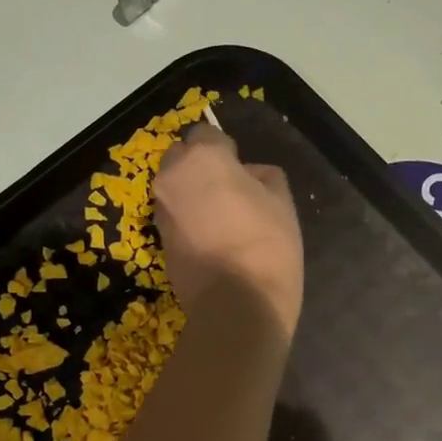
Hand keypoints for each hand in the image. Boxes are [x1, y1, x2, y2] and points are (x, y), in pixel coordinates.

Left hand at [154, 125, 302, 339]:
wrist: (238, 306)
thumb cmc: (267, 245)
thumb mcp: (282, 202)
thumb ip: (264, 176)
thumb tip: (249, 175)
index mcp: (202, 158)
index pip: (206, 134)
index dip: (225, 150)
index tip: (240, 168)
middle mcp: (171, 179)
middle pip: (180, 159)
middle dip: (198, 167)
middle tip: (227, 189)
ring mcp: (161, 213)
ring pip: (174, 190)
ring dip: (191, 195)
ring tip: (220, 219)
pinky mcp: (159, 244)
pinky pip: (174, 219)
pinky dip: (187, 222)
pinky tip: (212, 241)